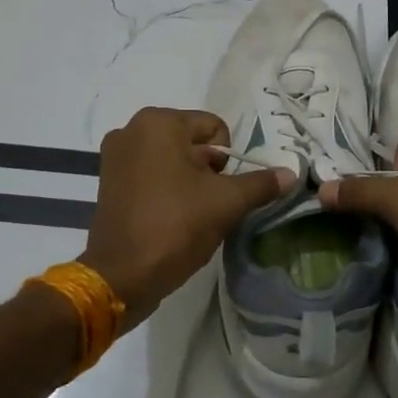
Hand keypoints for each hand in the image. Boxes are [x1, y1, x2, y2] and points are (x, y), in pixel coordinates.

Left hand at [82, 107, 293, 325]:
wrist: (122, 275)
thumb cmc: (175, 226)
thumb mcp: (226, 203)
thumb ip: (260, 183)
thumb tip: (290, 173)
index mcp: (158, 122)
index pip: (215, 128)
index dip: (228, 160)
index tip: (221, 191)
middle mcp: (131, 129)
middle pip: (192, 143)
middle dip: (207, 171)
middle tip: (207, 204)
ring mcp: (115, 156)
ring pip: (172, 160)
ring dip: (187, 182)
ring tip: (189, 214)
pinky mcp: (107, 181)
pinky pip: (150, 175)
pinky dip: (165, 190)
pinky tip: (169, 217)